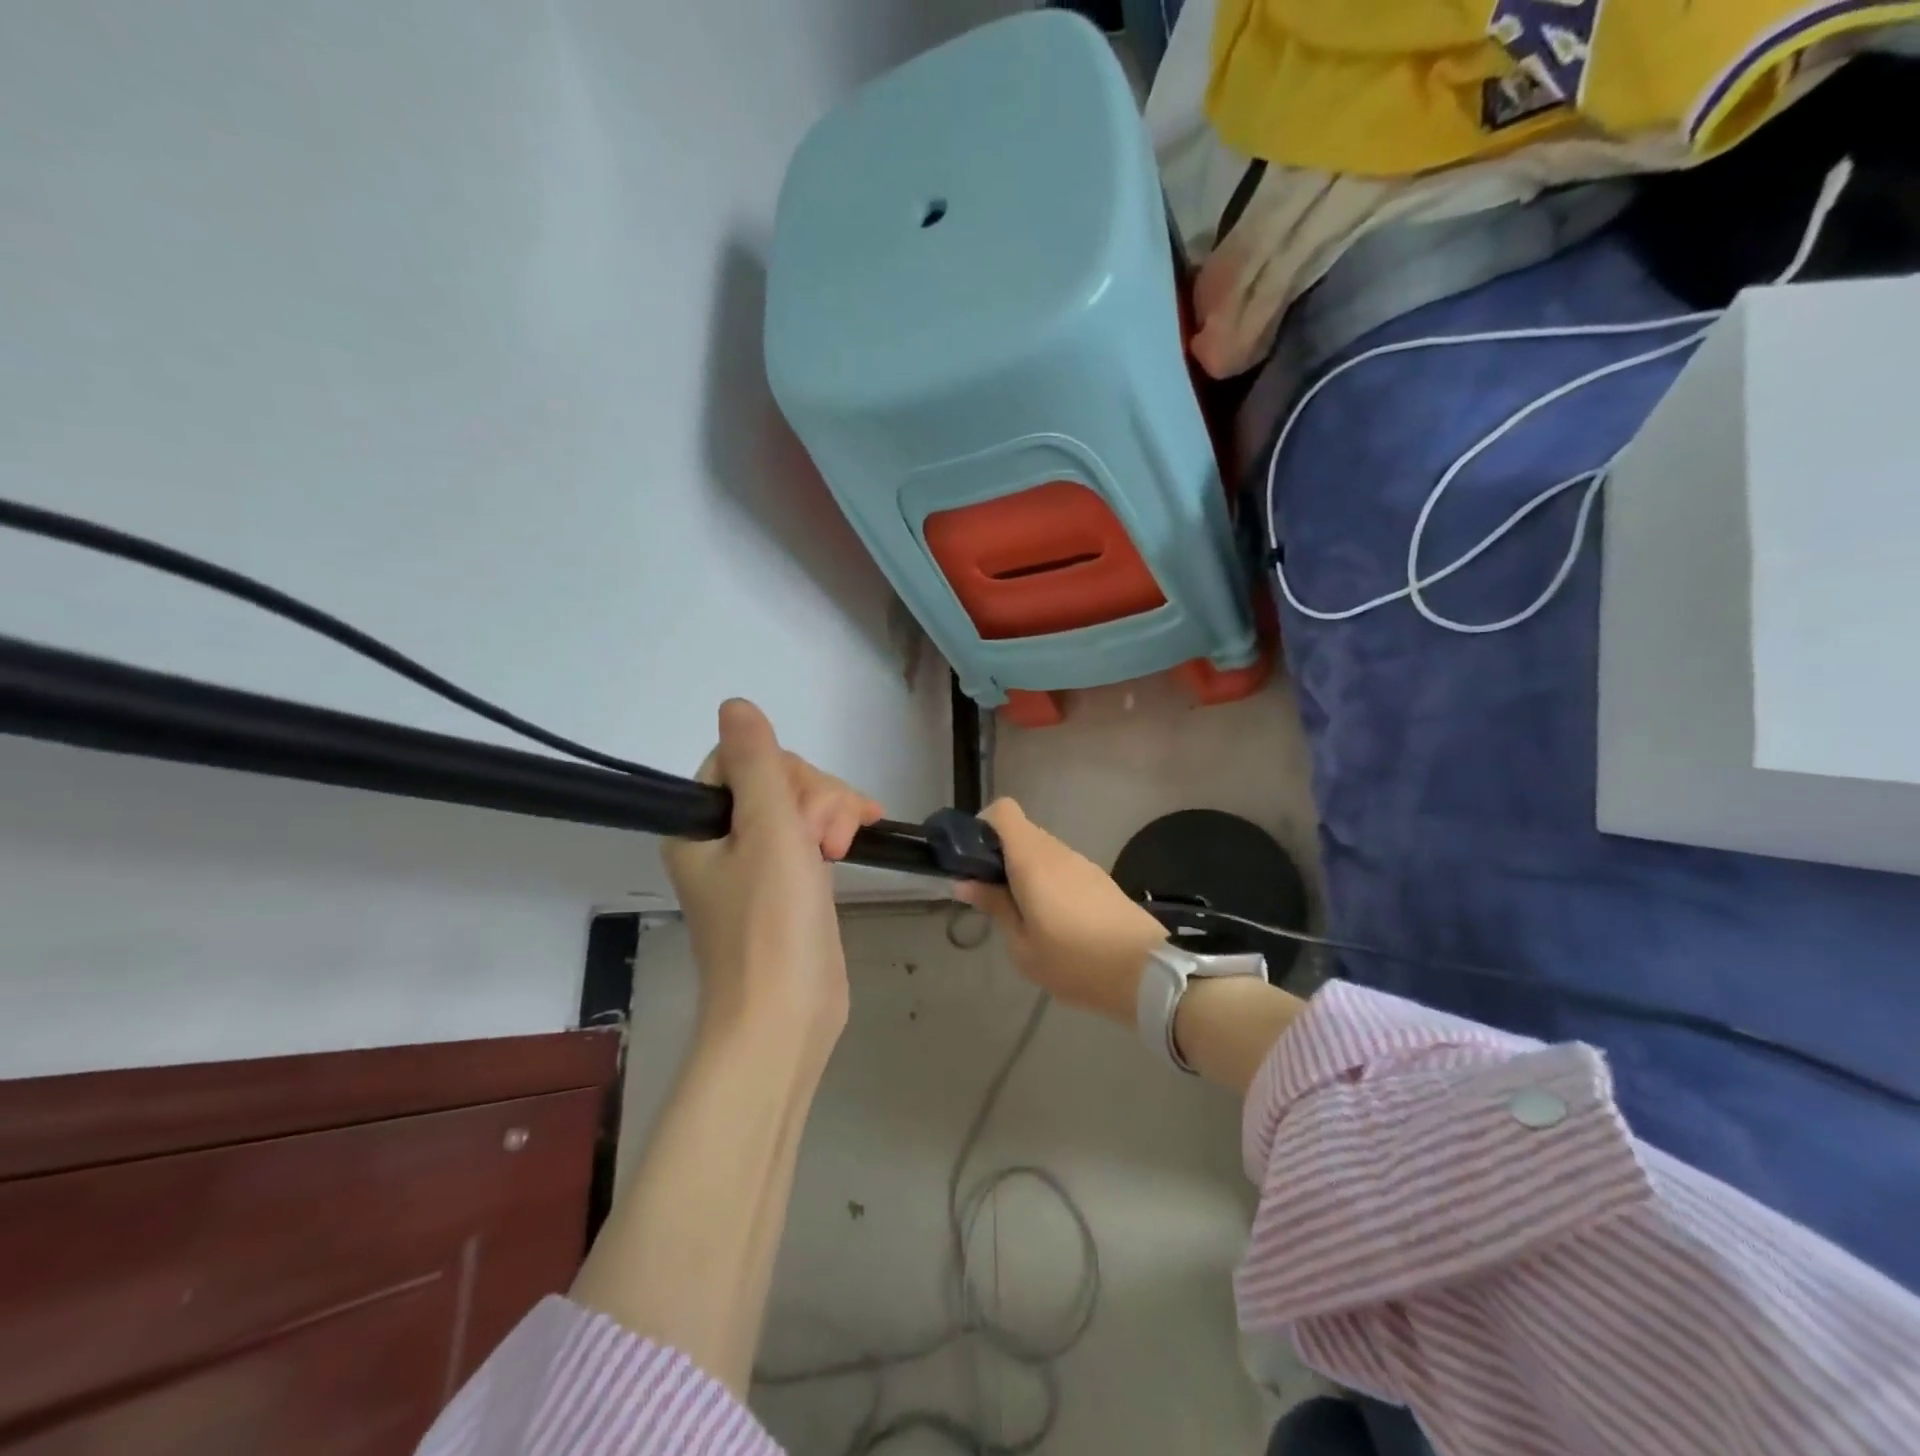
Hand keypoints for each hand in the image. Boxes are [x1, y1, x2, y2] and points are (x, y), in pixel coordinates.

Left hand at [664, 700, 883, 1056]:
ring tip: (845, 850)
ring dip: (831, 815)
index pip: (740, 761)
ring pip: (801, 807)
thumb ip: (757, 762)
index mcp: (698, 826)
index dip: (783, 772)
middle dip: (815, 800)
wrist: (786, 1016)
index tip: (805, 806)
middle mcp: (722, 840)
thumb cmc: (772, 923)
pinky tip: (861, 837)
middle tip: (828, 843)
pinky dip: (836, 831)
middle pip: (776, 782)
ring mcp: (758, 865)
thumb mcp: (767, 829)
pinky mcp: (789, 886)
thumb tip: (735, 702)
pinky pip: (812, 836)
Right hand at [953, 799, 1166, 1023]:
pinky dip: (1047, 880)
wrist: (1146, 974)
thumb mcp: (1023, 946)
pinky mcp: (1098, 878)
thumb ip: (994, 907)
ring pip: (1041, 850)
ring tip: (1021, 913)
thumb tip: (966, 883)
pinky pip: (1061, 866)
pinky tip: (1052, 919)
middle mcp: (1057, 851)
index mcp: (1033, 860)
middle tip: (990, 895)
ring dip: (1024, 870)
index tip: (974, 860)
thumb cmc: (1075, 962)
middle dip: (999, 855)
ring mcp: (1081, 862)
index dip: (983, 826)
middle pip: (1020, 832)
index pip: (1003, 810)